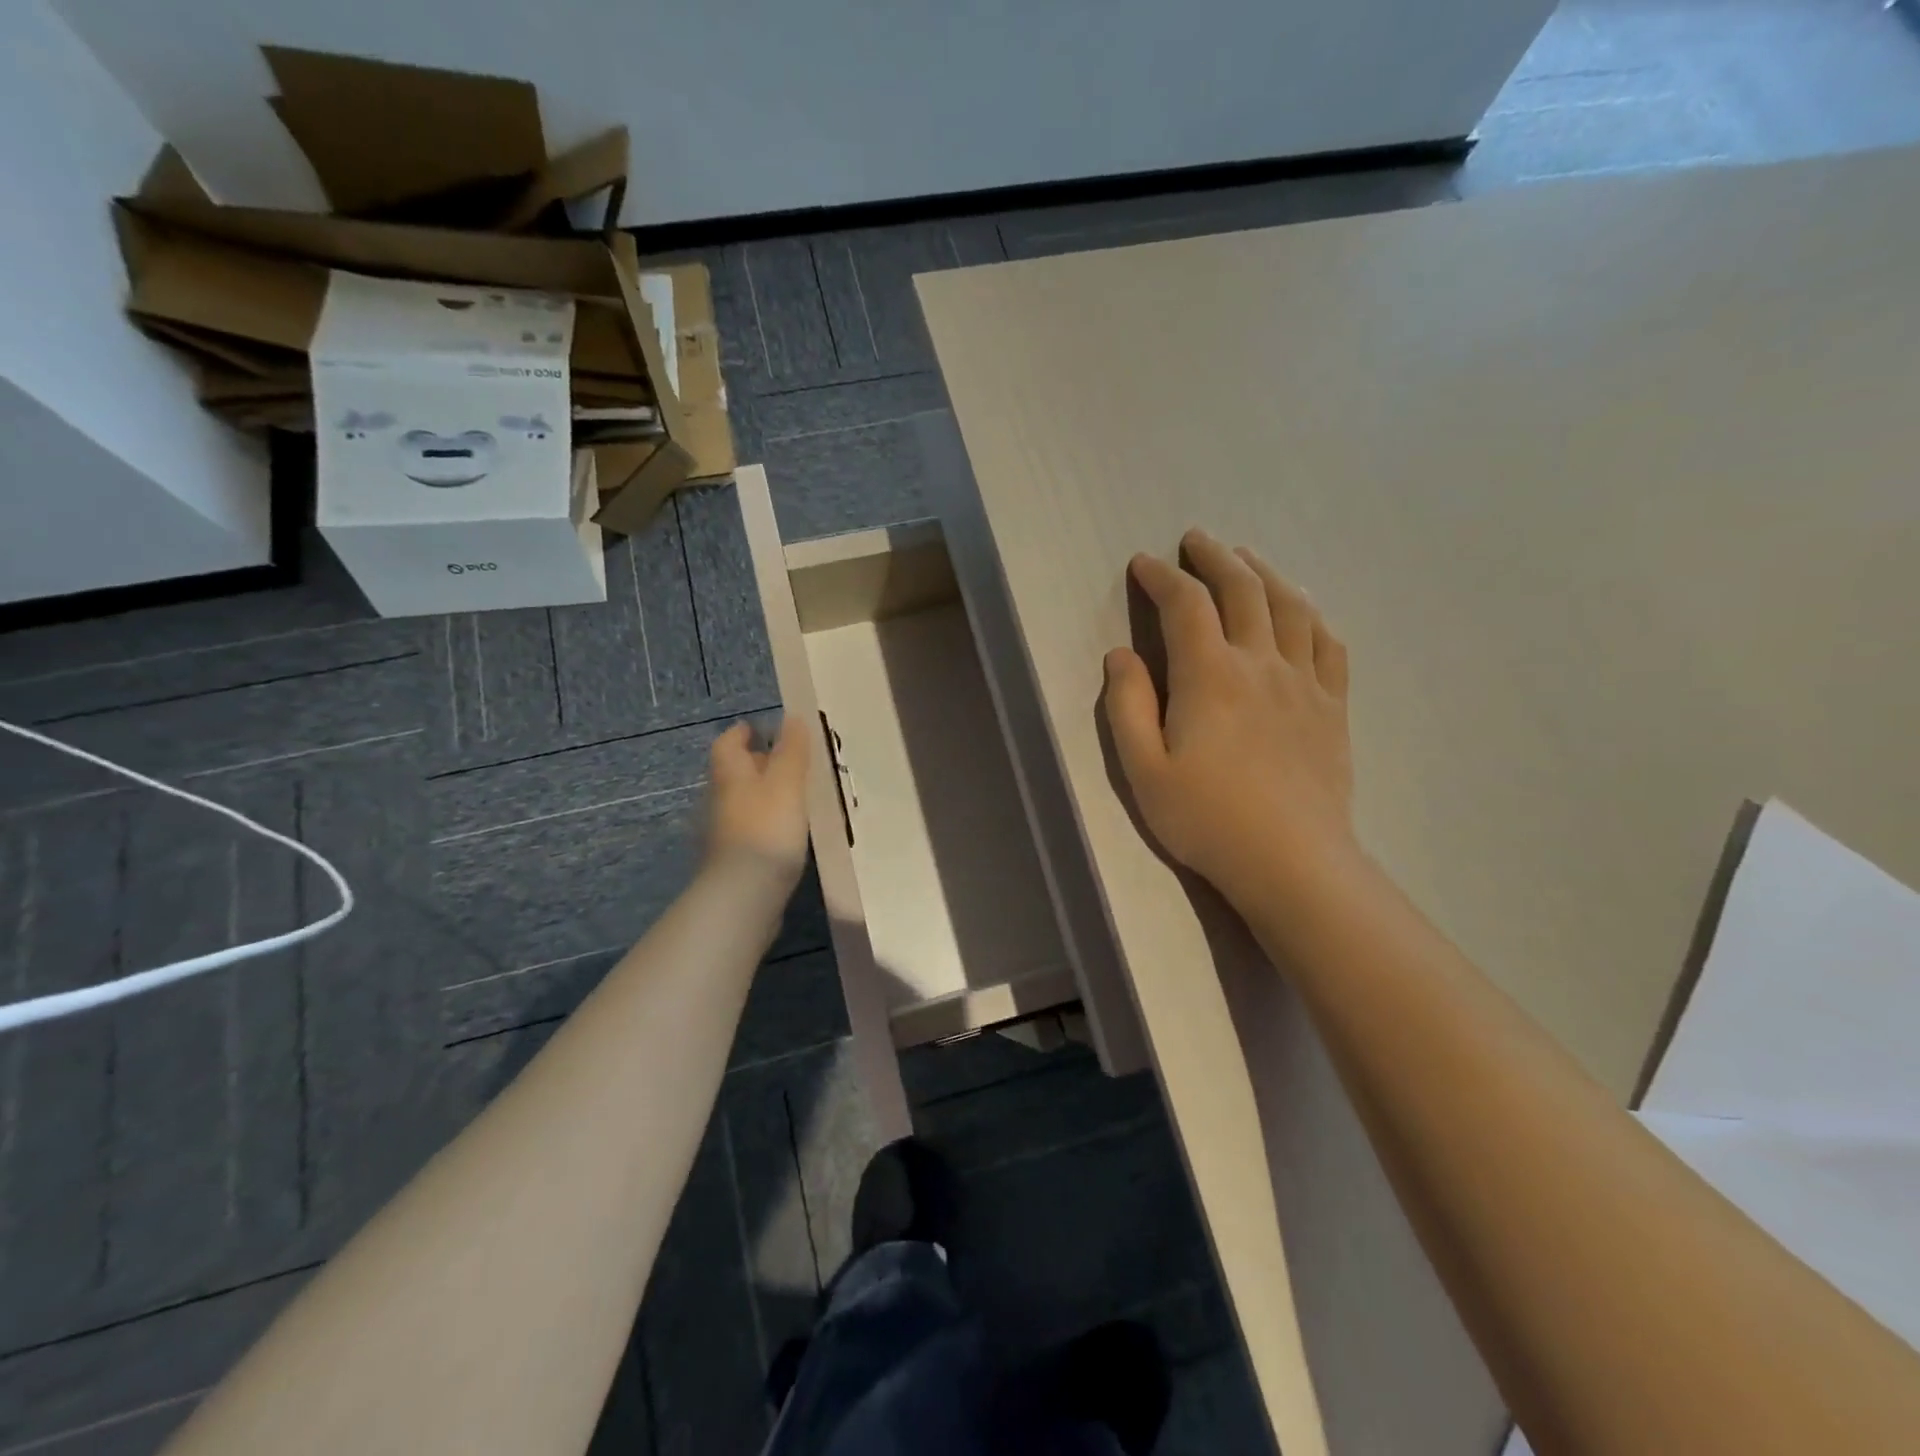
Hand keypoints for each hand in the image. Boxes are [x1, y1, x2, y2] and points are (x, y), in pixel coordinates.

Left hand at [704, 716, 810, 881]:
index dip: (742, 733)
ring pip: (742, 802)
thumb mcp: (786, 783)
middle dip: (756, 764)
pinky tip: (786, 832)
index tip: (760, 728)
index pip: (727, 744)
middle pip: (733, 773)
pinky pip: (749, 830)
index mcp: (729, 775)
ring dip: (762, 796)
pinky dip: (765, 824)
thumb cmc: (766, 829)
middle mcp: (718, 800)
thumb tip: (792, 717)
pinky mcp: (732, 861)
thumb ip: (791, 751)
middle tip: (787, 761)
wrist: (744, 895)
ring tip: (794, 796)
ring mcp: (722, 833)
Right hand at [1103, 529, 1356, 911]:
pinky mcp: (1332, 706)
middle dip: (1216, 557)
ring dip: (1265, 572)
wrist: (1292, 861)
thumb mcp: (1143, 770)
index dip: (1162, 577)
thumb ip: (1127, 706)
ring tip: (1247, 558)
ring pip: (1291, 606)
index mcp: (1209, 675)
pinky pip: (1328, 644)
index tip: (1144, 564)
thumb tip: (1121, 655)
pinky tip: (1302, 610)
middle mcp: (1260, 663)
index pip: (1186, 605)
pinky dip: (1311, 615)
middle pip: (1243, 589)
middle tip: (1196, 539)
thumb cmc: (1206, 819)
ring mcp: (1304, 682)